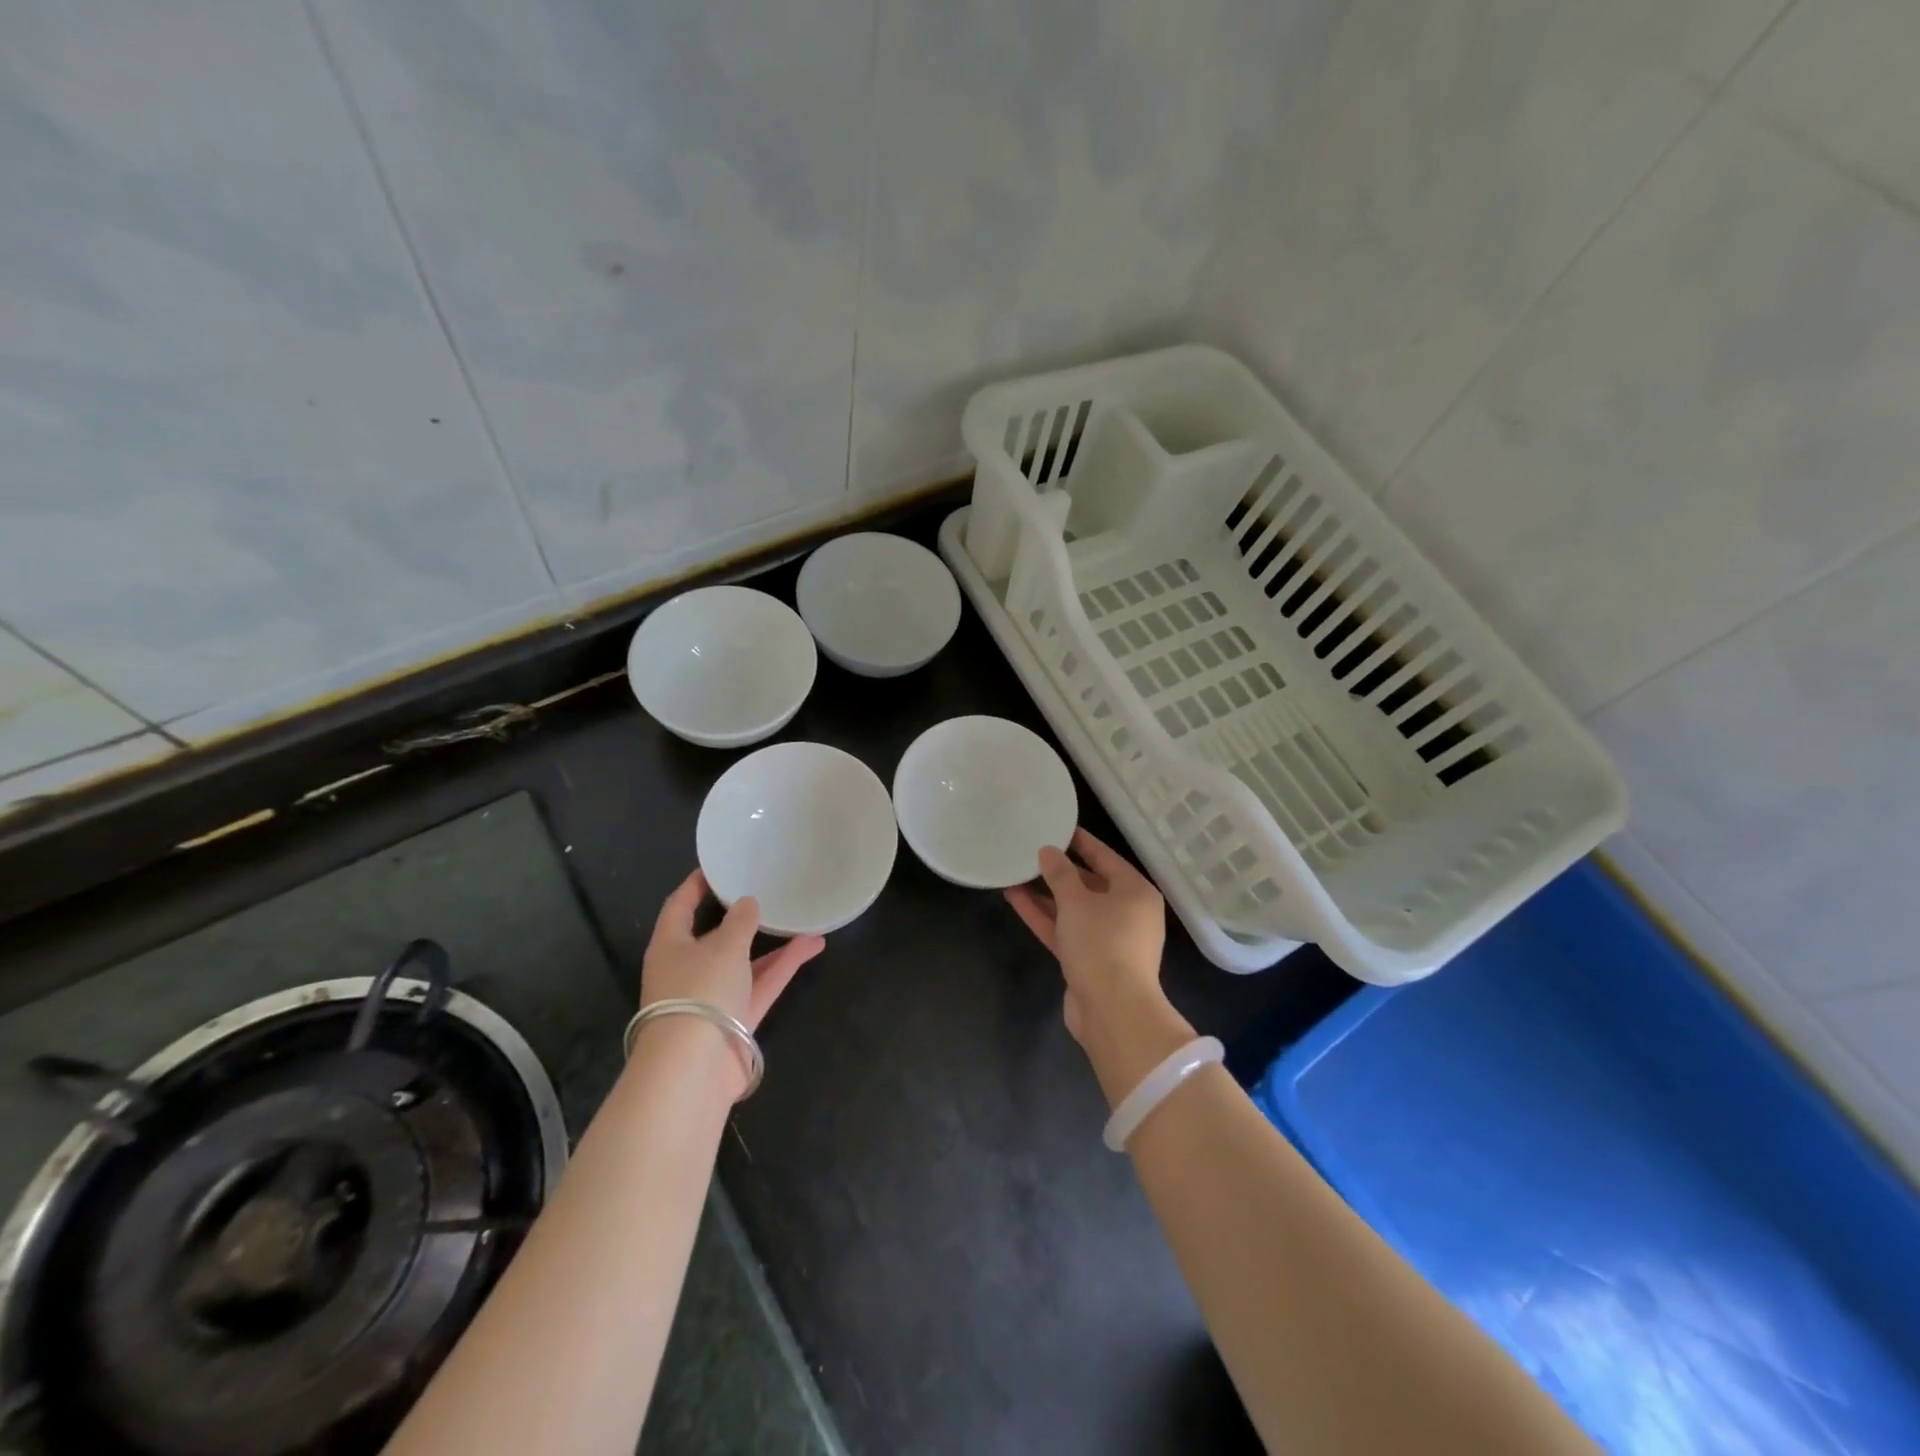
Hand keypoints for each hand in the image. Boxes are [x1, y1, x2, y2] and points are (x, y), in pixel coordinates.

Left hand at [641, 869, 824, 1031]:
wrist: (694, 1069)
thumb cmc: (699, 992)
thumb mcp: (723, 946)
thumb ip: (740, 921)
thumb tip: (747, 903)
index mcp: (670, 946)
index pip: (680, 906)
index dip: (696, 885)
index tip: (718, 866)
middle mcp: (688, 969)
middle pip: (715, 936)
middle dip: (741, 916)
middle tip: (765, 890)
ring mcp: (713, 997)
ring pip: (745, 961)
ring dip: (772, 942)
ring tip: (802, 916)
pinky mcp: (736, 1020)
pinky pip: (761, 984)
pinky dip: (783, 966)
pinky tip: (812, 945)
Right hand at [1004, 829, 1191, 1104]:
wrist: (1112, 1011)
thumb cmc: (1102, 943)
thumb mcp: (1077, 901)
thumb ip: (1060, 873)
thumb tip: (1048, 851)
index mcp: (1135, 891)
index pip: (1105, 857)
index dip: (1080, 841)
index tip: (1056, 827)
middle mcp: (1126, 912)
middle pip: (1089, 883)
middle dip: (1058, 870)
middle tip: (1030, 850)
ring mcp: (1107, 939)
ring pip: (1073, 909)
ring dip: (1045, 894)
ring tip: (1014, 873)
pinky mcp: (1089, 961)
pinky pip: (1065, 930)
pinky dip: (1044, 916)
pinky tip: (1015, 898)